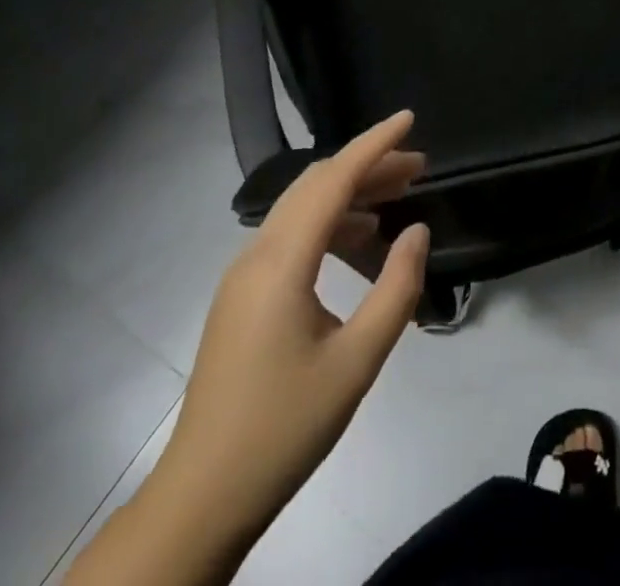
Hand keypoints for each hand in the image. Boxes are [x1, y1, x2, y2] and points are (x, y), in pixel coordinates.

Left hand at [69, 112, 428, 585]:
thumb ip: (396, 289)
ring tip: (398, 196)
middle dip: (368, 166)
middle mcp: (256, 254)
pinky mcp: (242, 296)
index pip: (332, 180)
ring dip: (349, 194)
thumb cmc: (284, 428)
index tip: (410, 119)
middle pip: (316, 186)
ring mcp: (243, 275)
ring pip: (301, 208)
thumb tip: (416, 230)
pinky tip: (359, 239)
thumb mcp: (356, 362)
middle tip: (418, 167)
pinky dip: (330, 222)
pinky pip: (290, 235)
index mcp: (280, 262)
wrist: (201, 498)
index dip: (374, 144)